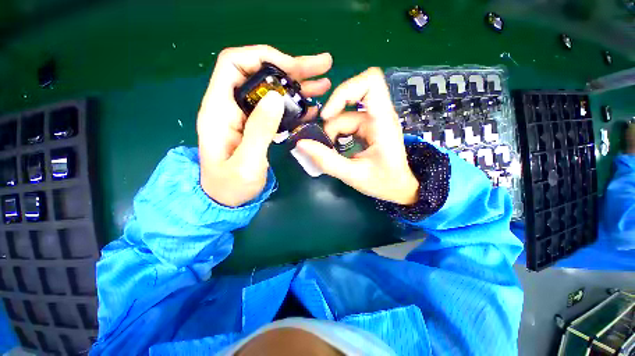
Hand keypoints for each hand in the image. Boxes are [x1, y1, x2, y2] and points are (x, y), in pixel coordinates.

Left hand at [197, 45, 331, 206]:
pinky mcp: (257, 126)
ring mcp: (246, 115)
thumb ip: (259, 130)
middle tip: (322, 66)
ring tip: (324, 84)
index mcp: (219, 109)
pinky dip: (296, 106)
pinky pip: (278, 110)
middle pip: (260, 73)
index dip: (263, 57)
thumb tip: (278, 97)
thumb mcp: (246, 162)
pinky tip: (313, 107)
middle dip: (292, 67)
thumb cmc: (231, 185)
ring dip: (298, 85)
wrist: (226, 199)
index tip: (292, 67)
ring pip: (273, 91)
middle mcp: (232, 106)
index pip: (234, 64)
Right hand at [296, 68, 418, 204]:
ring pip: (343, 115)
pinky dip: (336, 135)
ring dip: (332, 133)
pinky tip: (335, 150)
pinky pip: (345, 123)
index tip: (328, 116)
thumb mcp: (353, 175)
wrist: (398, 187)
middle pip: (349, 100)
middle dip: (332, 121)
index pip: (370, 82)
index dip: (344, 92)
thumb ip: (327, 160)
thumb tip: (301, 144)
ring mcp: (372, 121)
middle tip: (325, 143)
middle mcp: (379, 115)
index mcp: (383, 122)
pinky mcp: (366, 127)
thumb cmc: (383, 182)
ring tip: (330, 153)